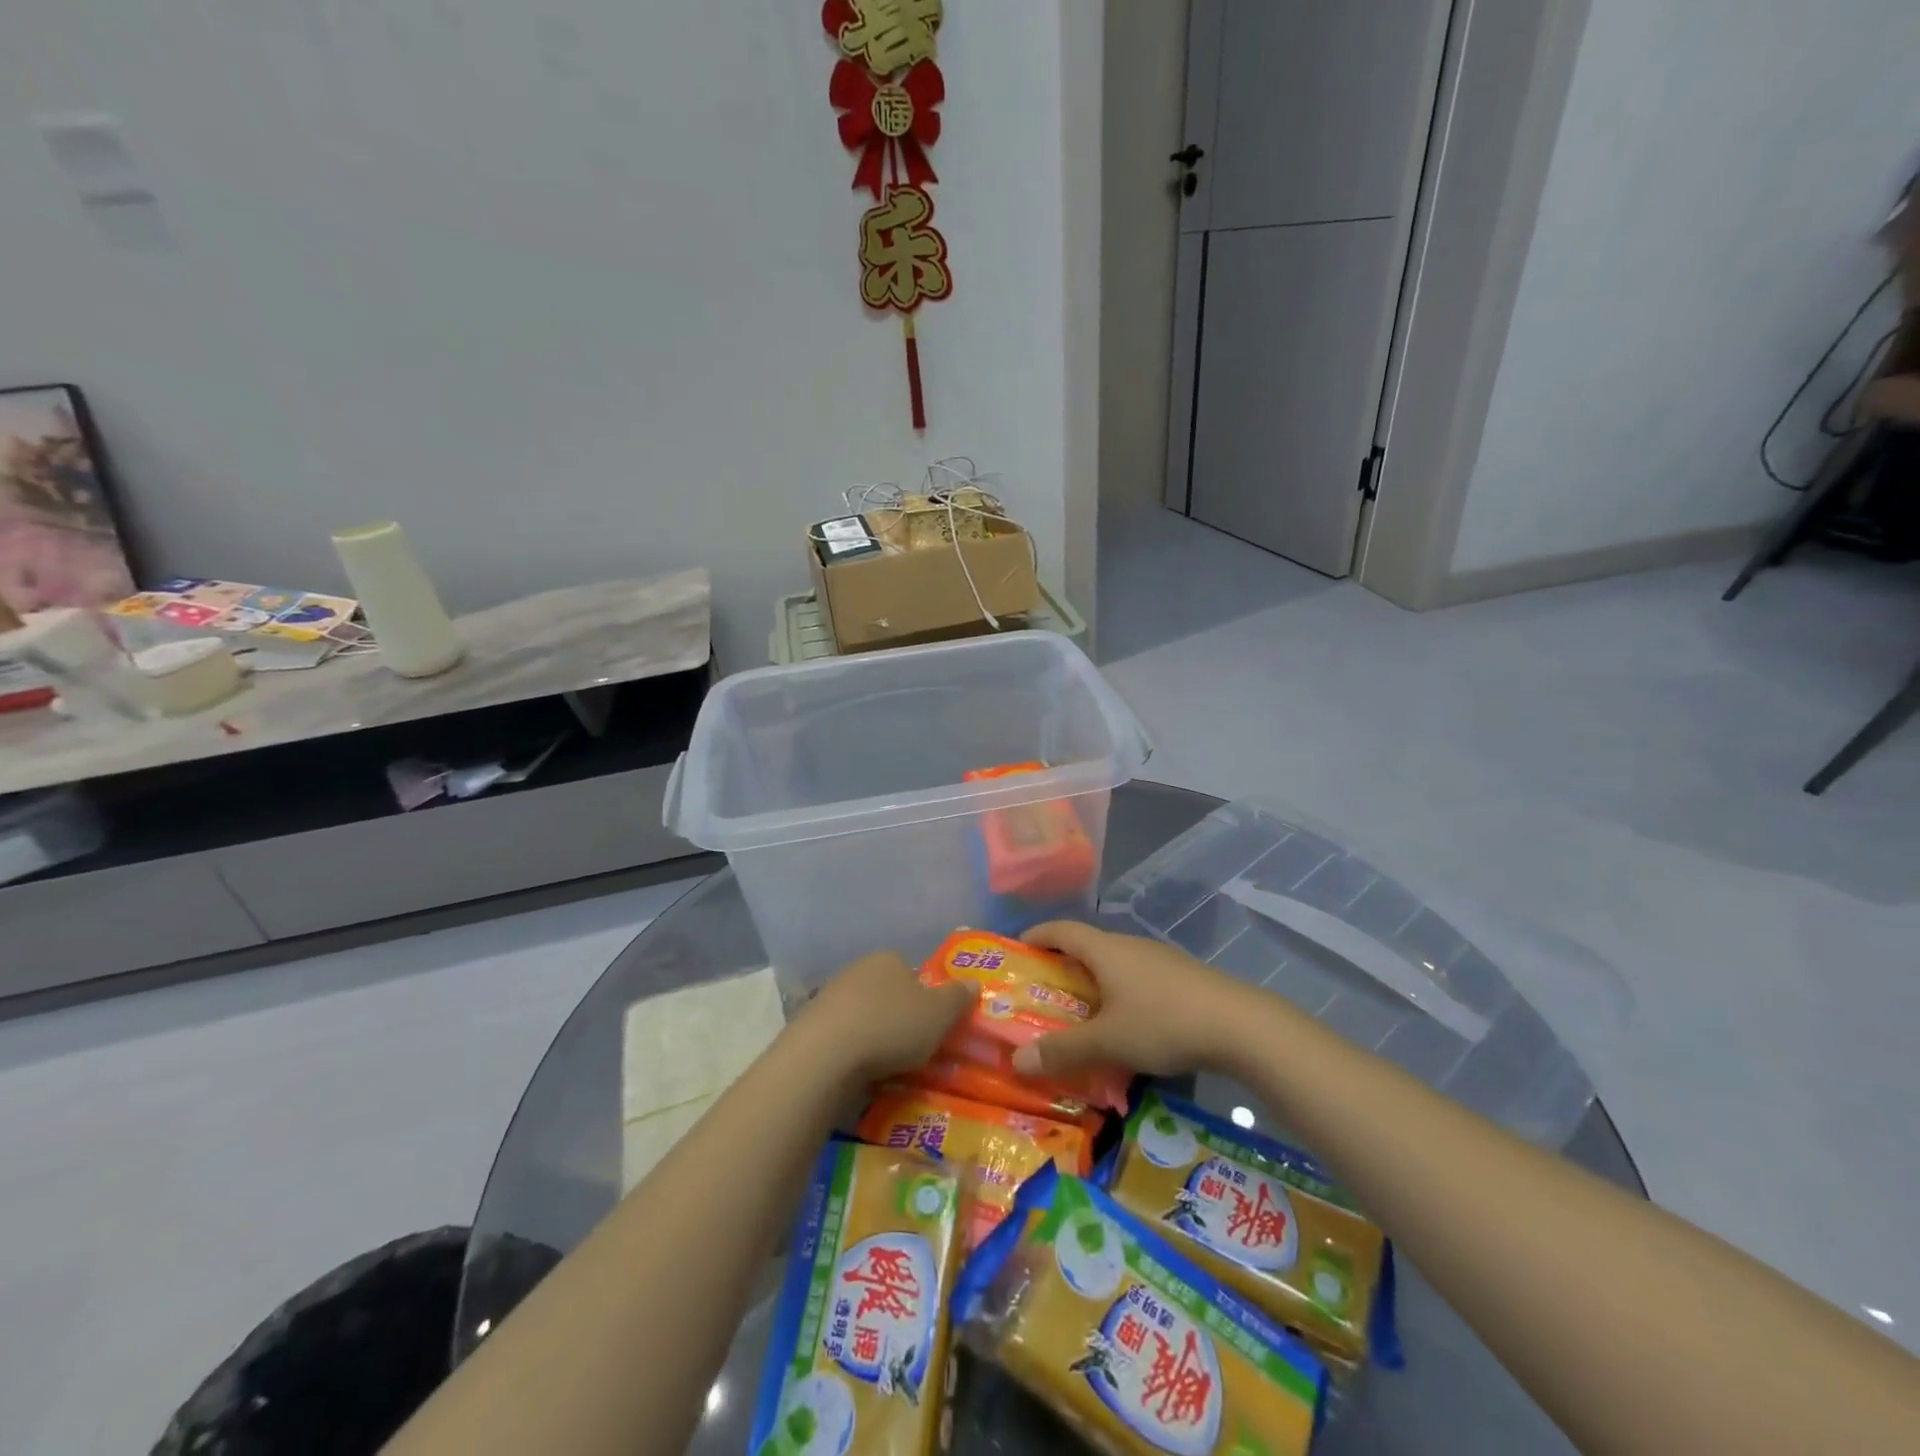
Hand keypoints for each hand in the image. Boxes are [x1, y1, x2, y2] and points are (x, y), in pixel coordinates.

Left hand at [796, 951, 977, 1085]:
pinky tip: (857, 1073)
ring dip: (872, 1036)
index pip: (912, 973)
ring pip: (862, 1015)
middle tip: (911, 1049)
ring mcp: (829, 996)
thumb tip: (974, 983)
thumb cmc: (891, 1026)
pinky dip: (850, 1052)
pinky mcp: (809, 1025)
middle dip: (897, 1017)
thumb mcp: (940, 1013)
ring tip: (885, 1067)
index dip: (925, 998)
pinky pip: (840, 1037)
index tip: (931, 1026)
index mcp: (889, 959)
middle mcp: (857, 969)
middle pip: (886, 993)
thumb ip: (958, 997)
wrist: (824, 1055)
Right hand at [1010, 922, 1246, 1079]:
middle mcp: (1130, 946)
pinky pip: (1137, 979)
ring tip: (1080, 1012)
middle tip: (1041, 991)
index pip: (1062, 930)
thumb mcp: (1108, 1041)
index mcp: (1106, 950)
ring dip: (1093, 982)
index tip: (1017, 947)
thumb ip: (1063, 1050)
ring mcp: (1159, 960)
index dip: (1037, 935)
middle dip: (1062, 965)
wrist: (1241, 1026)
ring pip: (1115, 964)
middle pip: (1087, 946)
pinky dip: (1119, 994)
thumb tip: (1017, 1060)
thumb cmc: (1163, 1023)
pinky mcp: (1182, 978)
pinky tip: (1126, 1024)